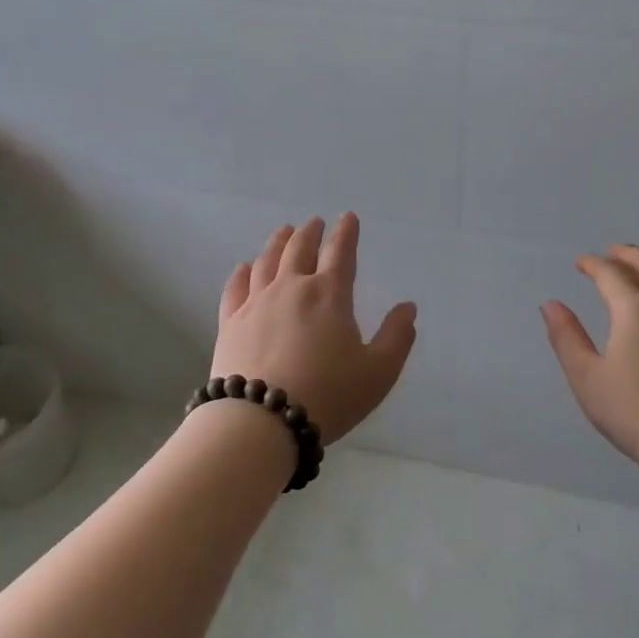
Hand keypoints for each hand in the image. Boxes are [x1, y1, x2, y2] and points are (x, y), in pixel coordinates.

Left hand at [211, 213, 418, 442]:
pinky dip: (242, 272)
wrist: (261, 420)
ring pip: (267, 261)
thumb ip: (396, 337)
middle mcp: (291, 288)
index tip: (348, 218)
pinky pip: (236, 287)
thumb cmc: (328, 395)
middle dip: (311, 233)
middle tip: (315, 223)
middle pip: (300, 249)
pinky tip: (245, 268)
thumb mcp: (378, 372)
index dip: (347, 233)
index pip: (341, 253)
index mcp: (330, 295)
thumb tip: (408, 308)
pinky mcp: (230, 322)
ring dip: (278, 243)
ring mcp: (256, 303)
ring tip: (284, 232)